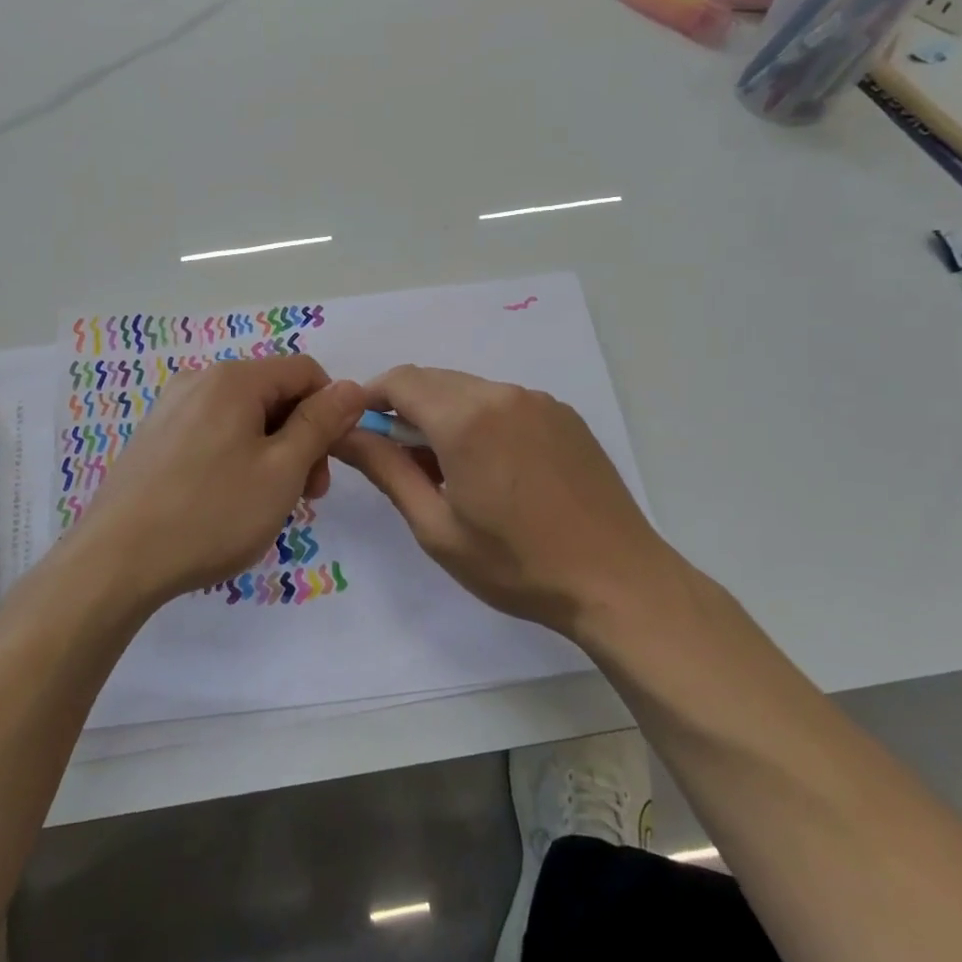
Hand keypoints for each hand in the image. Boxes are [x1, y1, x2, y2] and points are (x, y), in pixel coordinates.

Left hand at [75, 355, 365, 606]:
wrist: (116, 560)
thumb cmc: (211, 513)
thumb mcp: (282, 470)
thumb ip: (321, 424)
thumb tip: (352, 387)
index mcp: (234, 378)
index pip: (305, 371)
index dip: (331, 410)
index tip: (331, 462)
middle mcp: (200, 379)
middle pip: (273, 393)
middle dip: (301, 437)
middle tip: (307, 494)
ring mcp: (171, 407)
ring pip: (244, 416)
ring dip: (272, 452)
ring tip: (269, 504)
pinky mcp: (155, 436)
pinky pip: (213, 432)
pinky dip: (238, 457)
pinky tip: (230, 501)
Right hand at [331, 366, 668, 635]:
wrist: (618, 581)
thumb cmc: (517, 565)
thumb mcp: (437, 527)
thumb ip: (385, 470)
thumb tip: (343, 433)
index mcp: (465, 419)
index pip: (398, 381)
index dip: (369, 399)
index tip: (358, 431)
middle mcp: (501, 394)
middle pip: (432, 381)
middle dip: (404, 409)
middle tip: (400, 461)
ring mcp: (538, 401)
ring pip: (468, 389)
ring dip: (442, 415)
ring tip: (448, 471)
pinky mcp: (563, 415)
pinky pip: (503, 402)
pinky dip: (479, 419)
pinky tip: (492, 469)